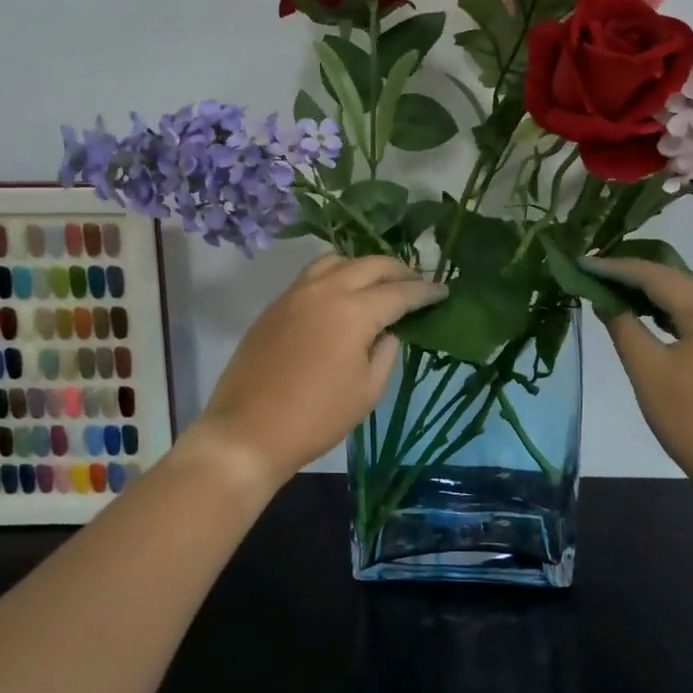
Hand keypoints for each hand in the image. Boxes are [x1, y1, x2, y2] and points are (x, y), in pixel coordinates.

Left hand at [195, 254, 446, 488]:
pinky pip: (312, 275)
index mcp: (354, 311)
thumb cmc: (317, 418)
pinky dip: (336, 275)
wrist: (248, 432)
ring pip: (337, 261)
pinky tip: (342, 294)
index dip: (425, 292)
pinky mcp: (276, 305)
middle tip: (416, 282)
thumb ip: (386, 353)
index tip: (443, 291)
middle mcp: (325, 290)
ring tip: (378, 283)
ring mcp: (296, 293)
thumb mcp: (367, 391)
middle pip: (370, 264)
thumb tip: (387, 332)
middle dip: (399, 270)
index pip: (400, 292)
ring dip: (364, 266)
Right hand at [583, 257, 692, 493]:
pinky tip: (651, 319)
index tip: (582, 263)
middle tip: (596, 274)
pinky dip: (673, 312)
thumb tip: (604, 299)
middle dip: (634, 276)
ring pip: (690, 297)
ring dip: (654, 294)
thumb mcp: (646, 369)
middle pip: (675, 280)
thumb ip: (622, 325)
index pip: (653, 275)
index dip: (615, 268)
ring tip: (616, 292)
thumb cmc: (689, 416)